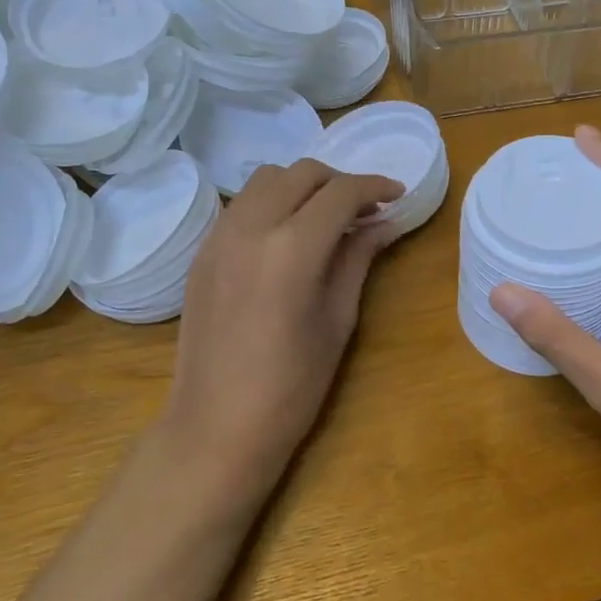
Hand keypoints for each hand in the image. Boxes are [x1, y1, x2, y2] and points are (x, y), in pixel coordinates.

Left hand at [157, 159, 403, 517]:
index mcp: (292, 248)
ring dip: (302, 187)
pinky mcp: (202, 252)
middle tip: (365, 209)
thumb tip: (384, 223)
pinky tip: (288, 237)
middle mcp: (250, 227)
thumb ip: (358, 259)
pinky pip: (242, 205)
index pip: (340, 193)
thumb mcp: (338, 320)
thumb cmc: (292, 385)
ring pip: (266, 180)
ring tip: (325, 218)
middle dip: (339, 182)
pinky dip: (272, 203)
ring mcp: (219, 236)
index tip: (397, 195)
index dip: (375, 187)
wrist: (217, 426)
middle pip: (301, 174)